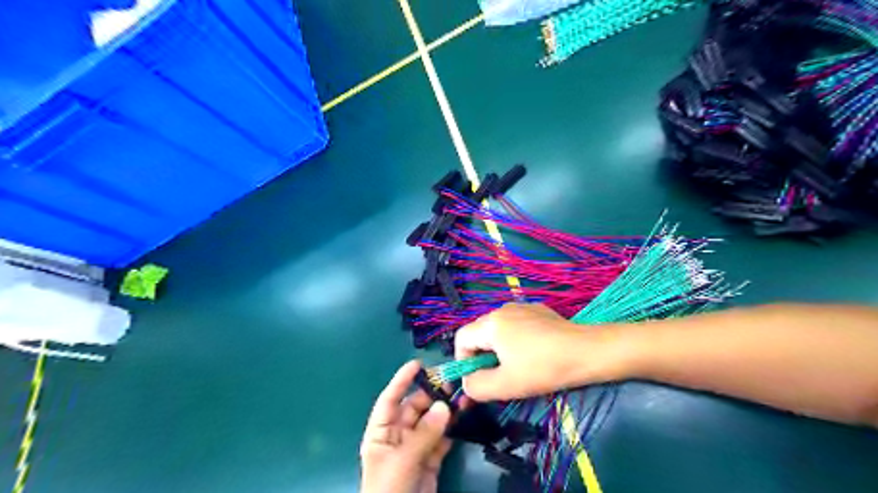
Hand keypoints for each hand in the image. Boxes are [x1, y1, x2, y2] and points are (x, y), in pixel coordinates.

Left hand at [361, 359, 452, 491]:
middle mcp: (397, 437)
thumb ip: (424, 434)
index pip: (389, 400)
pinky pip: (442, 439)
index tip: (417, 364)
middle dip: (431, 395)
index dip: (401, 381)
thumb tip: (445, 406)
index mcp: (380, 433)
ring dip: (445, 410)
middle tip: (451, 382)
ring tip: (462, 397)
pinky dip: (452, 428)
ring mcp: (415, 448)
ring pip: (431, 422)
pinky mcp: (431, 461)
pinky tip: (462, 417)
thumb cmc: (388, 491)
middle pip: (414, 408)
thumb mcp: (402, 461)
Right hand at [457, 305, 618, 399]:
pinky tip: (534, 353)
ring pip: (498, 329)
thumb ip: (477, 386)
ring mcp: (521, 306)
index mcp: (491, 323)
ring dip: (499, 349)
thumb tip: (467, 383)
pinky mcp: (538, 310)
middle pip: (479, 333)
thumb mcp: (506, 384)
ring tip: (517, 366)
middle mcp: (502, 309)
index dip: (463, 360)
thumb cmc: (543, 368)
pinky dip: (515, 340)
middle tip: (498, 376)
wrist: (586, 351)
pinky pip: (515, 325)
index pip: (461, 338)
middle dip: (482, 356)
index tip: (477, 379)